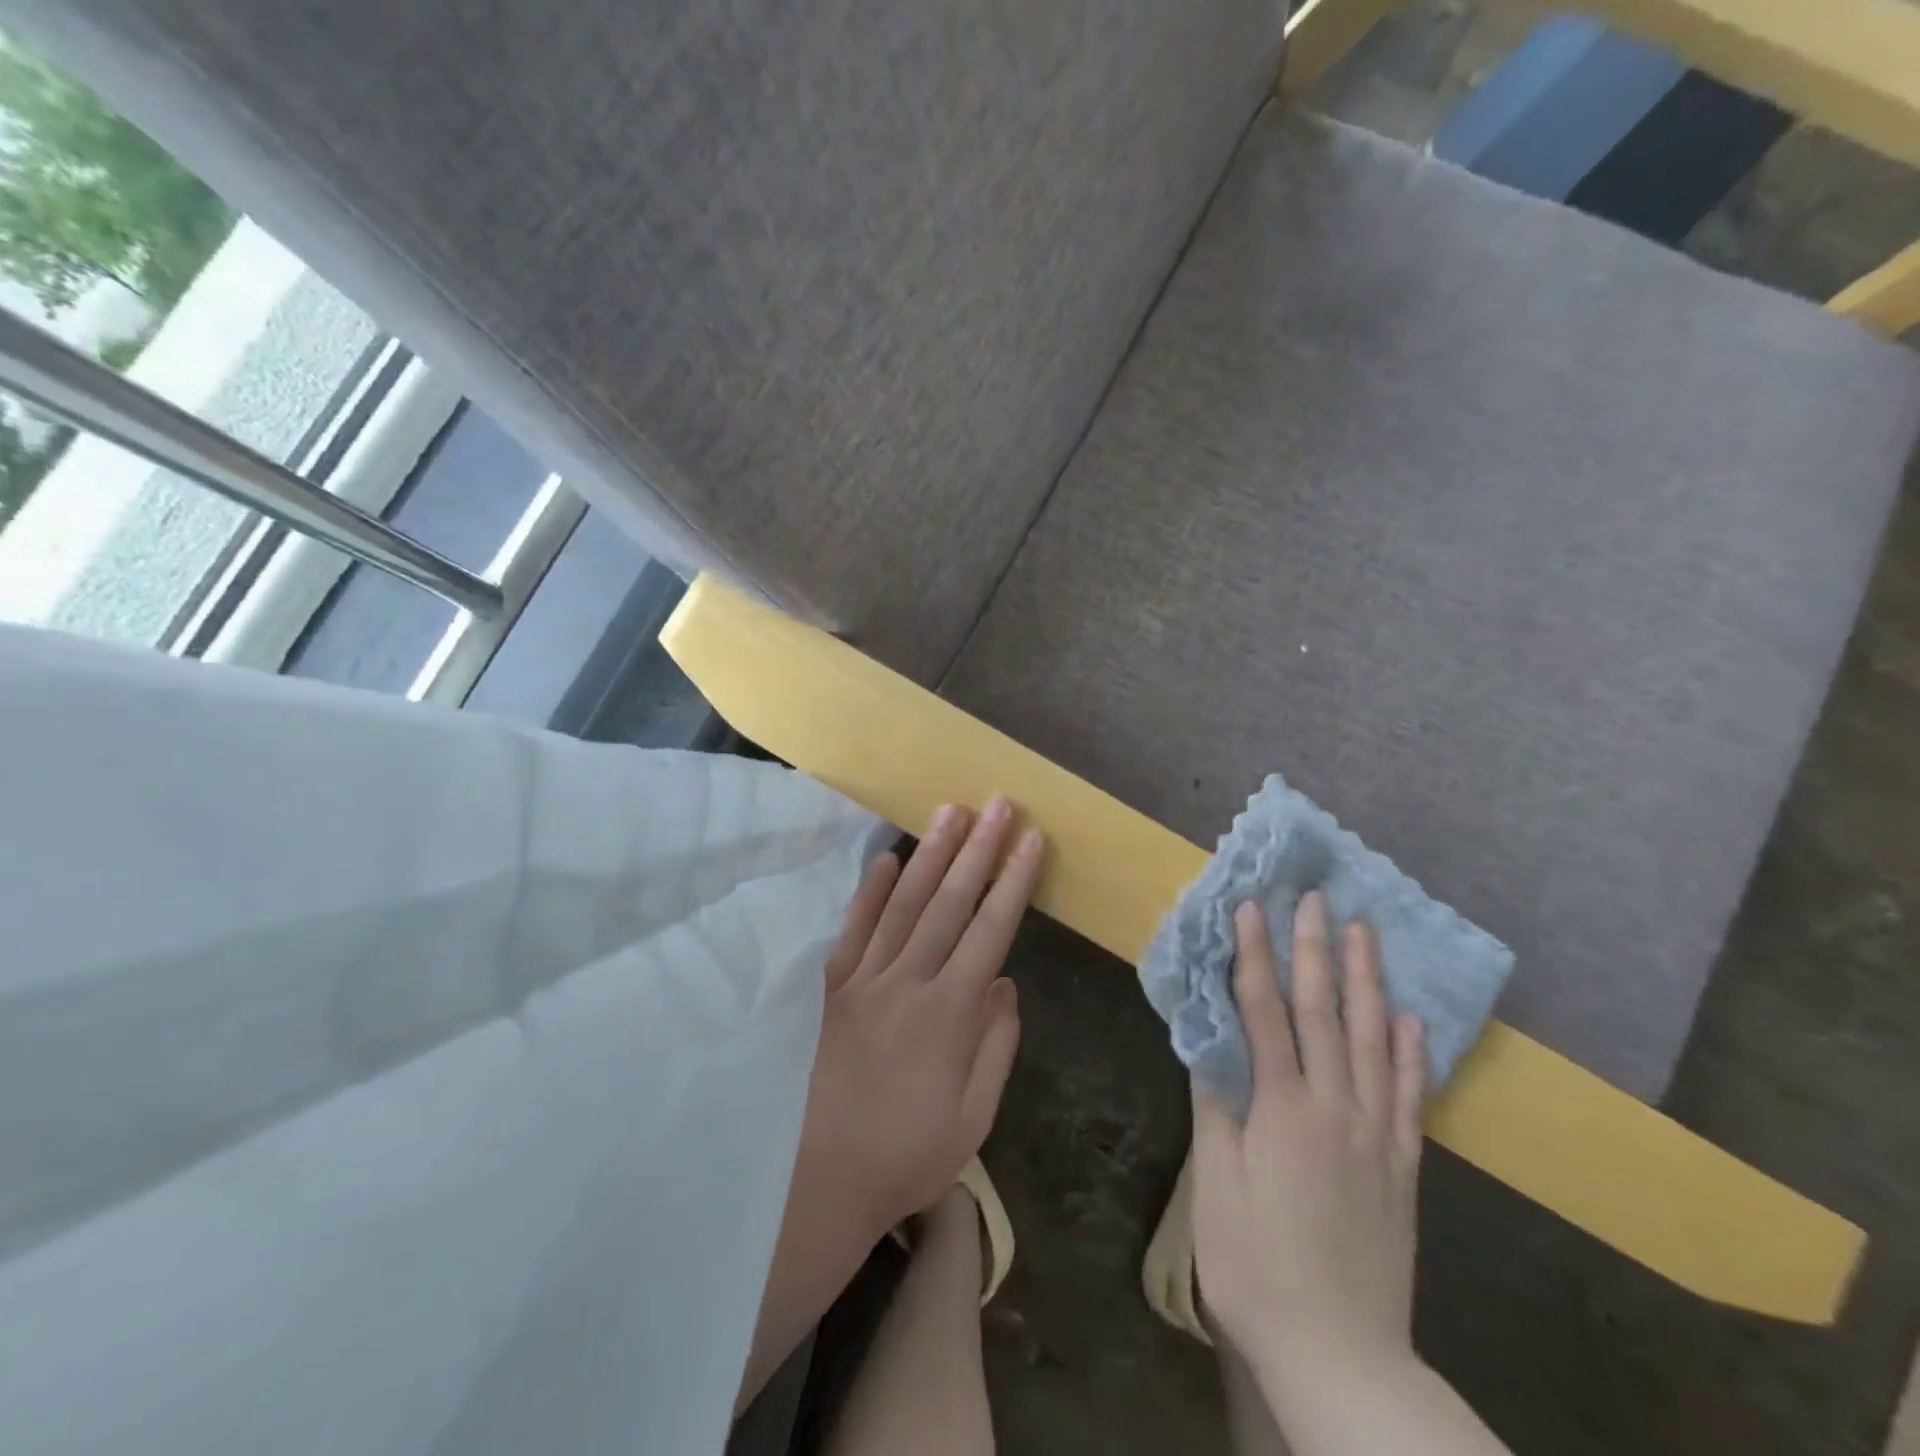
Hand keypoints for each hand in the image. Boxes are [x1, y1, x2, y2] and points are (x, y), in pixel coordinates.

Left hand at [738, 797, 1041, 1410]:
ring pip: (902, 904)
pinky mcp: (827, 989)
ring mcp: (863, 980)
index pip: (990, 932)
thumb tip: (1007, 986)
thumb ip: (994, 1048)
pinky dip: (868, 893)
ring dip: (930, 855)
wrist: (813, 1182)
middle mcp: (908, 983)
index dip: (1013, 882)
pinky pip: (851, 930)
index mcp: (949, 1014)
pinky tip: (884, 859)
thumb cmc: (902, 1157)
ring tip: (952, 813)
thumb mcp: (971, 1120)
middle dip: (978, 850)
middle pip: (948, 903)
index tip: (1030, 840)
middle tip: (998, 803)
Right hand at [1192, 892, 1426, 1383]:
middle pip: (1325, 1014)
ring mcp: (1377, 1136)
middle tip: (1318, 899)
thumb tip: (1209, 1041)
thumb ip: (1216, 1106)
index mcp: (1284, 1110)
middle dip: (1317, 951)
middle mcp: (1336, 1109)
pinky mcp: (1403, 1168)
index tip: (1250, 908)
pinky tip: (1412, 1020)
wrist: (1341, 1355)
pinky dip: (1412, 1053)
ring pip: (1375, 1043)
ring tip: (1366, 935)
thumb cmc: (1256, 1266)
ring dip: (1368, 983)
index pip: (1265, 1013)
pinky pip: (1411, 1097)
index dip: (1254, 957)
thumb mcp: (1217, 1185)